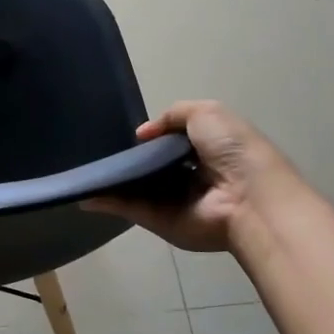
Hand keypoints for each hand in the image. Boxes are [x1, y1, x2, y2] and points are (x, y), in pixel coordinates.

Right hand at [85, 100, 304, 252]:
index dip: (154, 136)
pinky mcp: (159, 220)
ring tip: (86, 167)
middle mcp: (190, 176)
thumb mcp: (206, 113)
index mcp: (207, 149)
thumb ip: (172, 116)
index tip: (131, 134)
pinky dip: (107, 200)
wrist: (248, 197)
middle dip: (131, 158)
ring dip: (113, 179)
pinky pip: (129, 207)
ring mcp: (174, 201)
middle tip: (103, 149)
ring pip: (137, 187)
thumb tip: (142, 134)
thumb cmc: (232, 149)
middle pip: (154, 166)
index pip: (174, 142)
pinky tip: (85, 191)